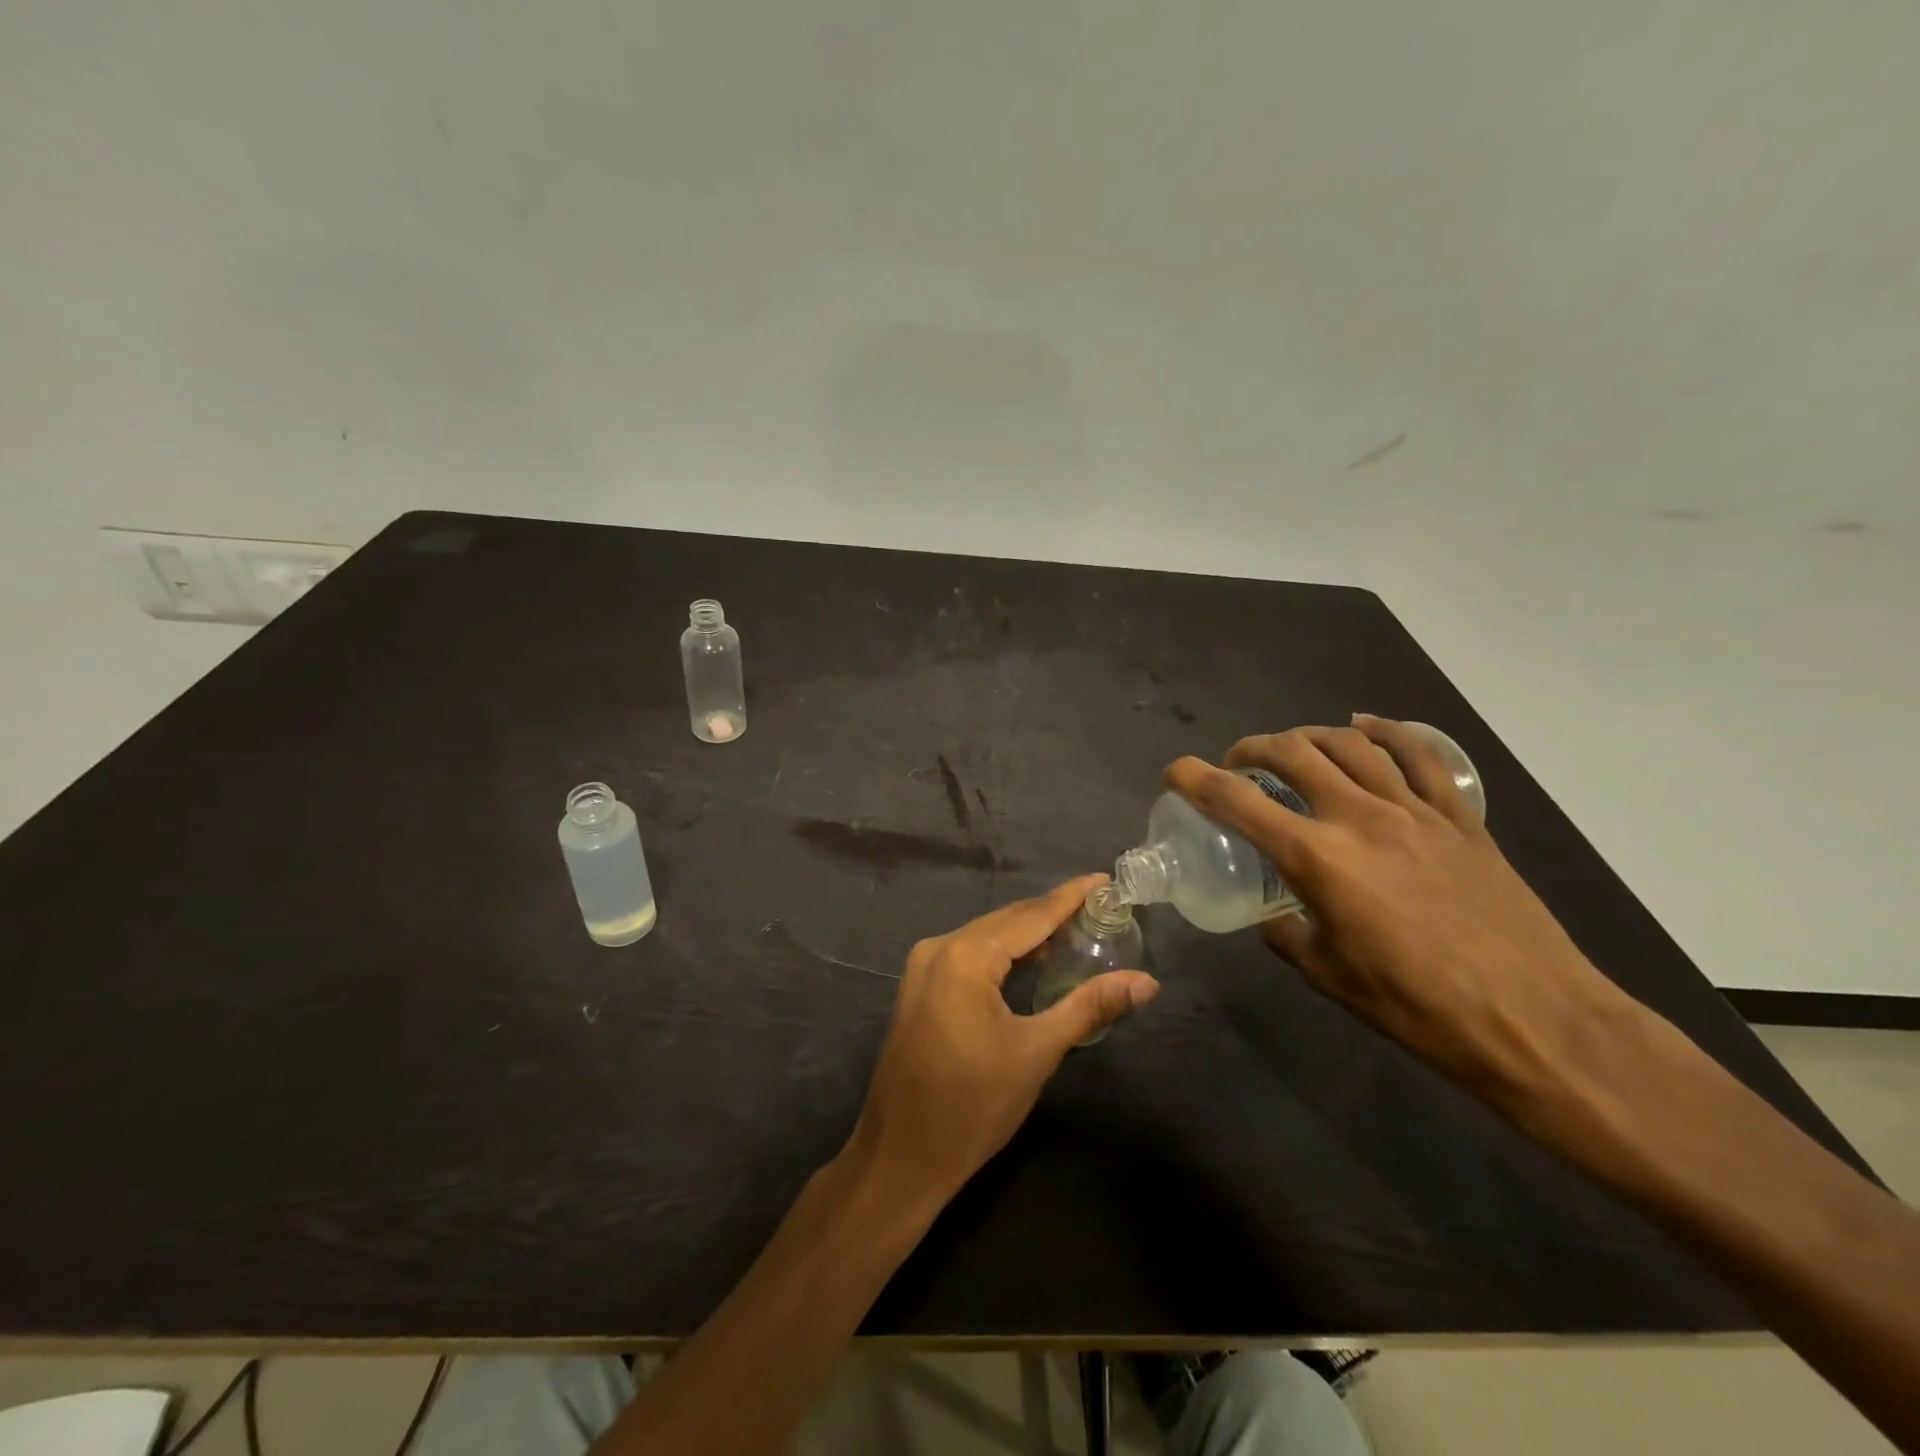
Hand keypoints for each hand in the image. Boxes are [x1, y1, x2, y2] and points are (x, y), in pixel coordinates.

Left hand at [847, 875, 1159, 1207]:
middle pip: (1007, 921)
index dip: (1070, 897)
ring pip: (987, 936)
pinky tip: (1033, 959)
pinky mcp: (919, 987)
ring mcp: (924, 966)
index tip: (1105, 880)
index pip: (1030, 915)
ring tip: (1076, 928)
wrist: (900, 1157)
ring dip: (1029, 933)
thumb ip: (1089, 1007)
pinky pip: (970, 954)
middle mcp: (939, 947)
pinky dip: (1004, 952)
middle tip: (1100, 908)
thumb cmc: (972, 1106)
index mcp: (965, 956)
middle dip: (1052, 913)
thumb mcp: (1036, 1053)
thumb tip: (1146, 982)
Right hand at [1165, 717, 1632, 1101]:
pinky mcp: (1459, 816)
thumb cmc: (1419, 1008)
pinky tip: (1365, 728)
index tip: (1176, 772)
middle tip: (1237, 764)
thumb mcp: (1329, 976)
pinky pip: (1418, 754)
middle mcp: (1360, 818)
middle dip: (1251, 748)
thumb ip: (1287, 932)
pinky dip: (1385, 731)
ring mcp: (1415, 810)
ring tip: (1293, 748)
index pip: (1237, 800)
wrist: (1537, 1021)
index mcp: (1318, 859)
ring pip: (1350, 743)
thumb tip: (1273, 912)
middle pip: (1293, 753)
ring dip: (1308, 736)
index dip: (1195, 778)